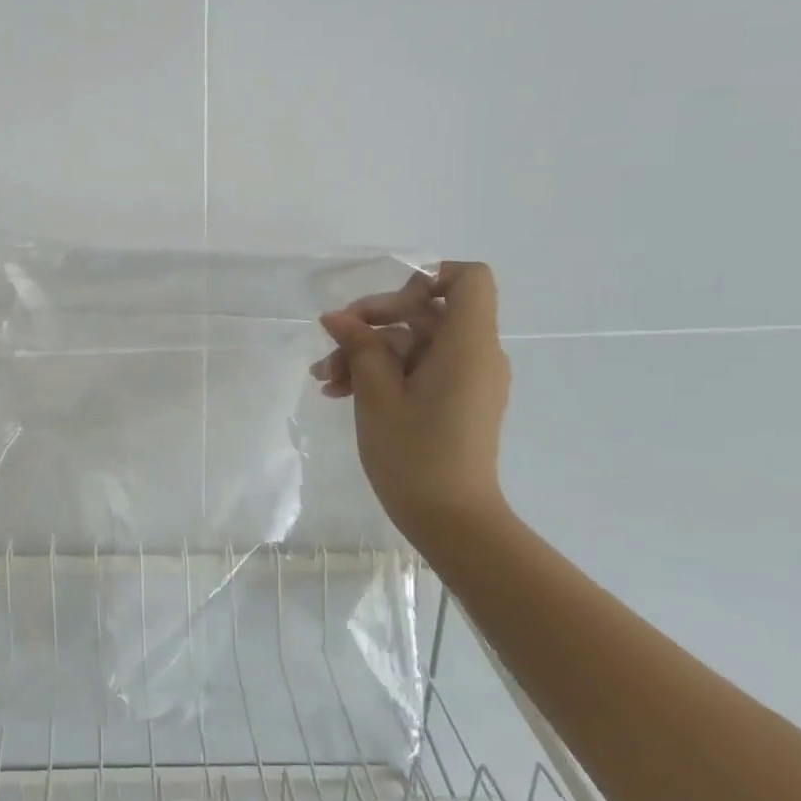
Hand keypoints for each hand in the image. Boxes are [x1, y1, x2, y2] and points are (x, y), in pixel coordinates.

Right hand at [312, 261, 512, 531]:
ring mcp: (466, 379)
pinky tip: (341, 393)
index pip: (469, 279)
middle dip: (374, 323)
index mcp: (467, 345)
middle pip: (426, 311)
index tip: (385, 306)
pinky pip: (419, 369)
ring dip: (368, 353)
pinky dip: (383, 373)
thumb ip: (360, 345)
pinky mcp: (455, 401)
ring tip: (325, 380)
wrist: (451, 522)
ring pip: (413, 343)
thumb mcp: (377, 394)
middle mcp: (475, 355)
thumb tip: (337, 317)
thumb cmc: (415, 454)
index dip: (426, 278)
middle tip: (332, 345)